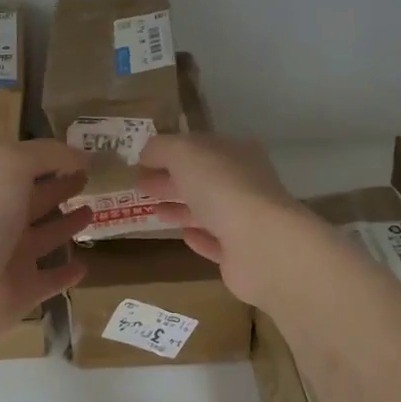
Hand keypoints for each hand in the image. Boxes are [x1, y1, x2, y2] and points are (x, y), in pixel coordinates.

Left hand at [0, 140, 90, 342]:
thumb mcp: (12, 165)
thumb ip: (47, 153)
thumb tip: (83, 155)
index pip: (26, 171)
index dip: (52, 161)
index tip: (83, 158)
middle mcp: (2, 222)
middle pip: (36, 201)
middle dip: (60, 189)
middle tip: (89, 182)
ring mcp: (12, 260)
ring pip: (45, 238)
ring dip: (66, 226)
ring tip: (91, 213)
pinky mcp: (23, 292)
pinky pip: (50, 281)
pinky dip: (66, 274)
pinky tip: (84, 266)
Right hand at [135, 134, 315, 305]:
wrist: (260, 245)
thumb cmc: (221, 187)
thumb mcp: (183, 153)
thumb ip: (161, 148)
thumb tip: (146, 154)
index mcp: (236, 153)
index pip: (199, 147)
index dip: (170, 151)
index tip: (141, 161)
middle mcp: (245, 183)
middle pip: (201, 178)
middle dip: (171, 180)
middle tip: (139, 186)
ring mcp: (245, 220)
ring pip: (207, 210)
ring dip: (181, 208)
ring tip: (153, 210)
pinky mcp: (241, 254)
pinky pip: (215, 241)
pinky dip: (199, 237)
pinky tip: (183, 236)